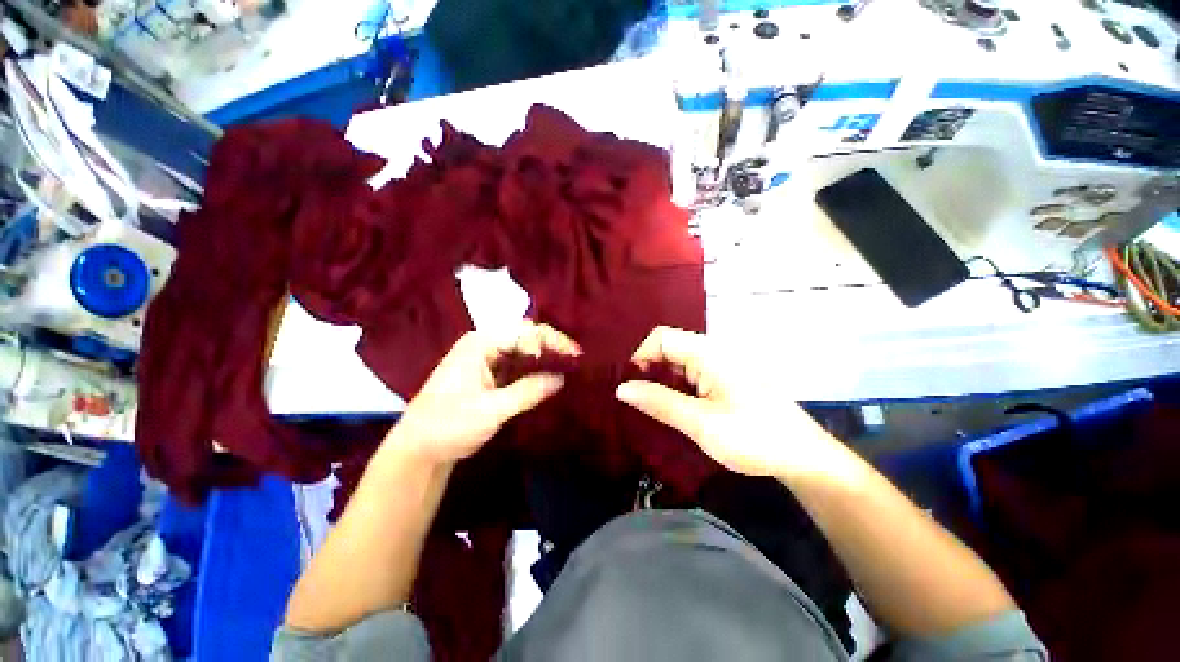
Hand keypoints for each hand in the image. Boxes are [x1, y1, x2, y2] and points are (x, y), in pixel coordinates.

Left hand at [389, 321, 579, 466]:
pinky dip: (533, 370)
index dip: (552, 342)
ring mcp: (486, 359)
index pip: (525, 333)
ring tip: (567, 367)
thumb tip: (562, 378)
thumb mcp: (492, 410)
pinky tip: (548, 377)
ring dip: (544, 358)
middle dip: (551, 346)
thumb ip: (529, 391)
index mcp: (481, 343)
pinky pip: (516, 365)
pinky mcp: (488, 375)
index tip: (575, 357)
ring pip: (523, 351)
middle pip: (526, 337)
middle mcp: (484, 344)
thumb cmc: (449, 425)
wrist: (419, 450)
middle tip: (575, 360)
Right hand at [616, 326, 840, 480]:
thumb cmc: (754, 437)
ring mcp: (721, 366)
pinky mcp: (725, 380)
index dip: (640, 357)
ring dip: (662, 381)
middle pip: (669, 349)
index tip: (631, 386)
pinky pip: (691, 375)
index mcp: (708, 353)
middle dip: (649, 371)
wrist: (804, 457)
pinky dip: (676, 387)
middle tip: (638, 401)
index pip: (661, 338)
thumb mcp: (701, 423)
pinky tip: (674, 408)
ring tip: (653, 407)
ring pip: (679, 363)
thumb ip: (659, 402)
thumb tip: (622, 388)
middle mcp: (714, 352)